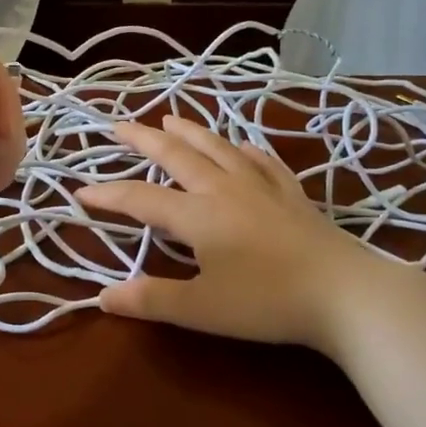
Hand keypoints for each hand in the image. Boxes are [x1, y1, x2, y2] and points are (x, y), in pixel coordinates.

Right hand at [77, 114, 409, 355]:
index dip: (107, 194)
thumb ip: (151, 299)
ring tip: (171, 118)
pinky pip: (261, 159)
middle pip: (177, 155)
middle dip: (144, 139)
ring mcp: (261, 186)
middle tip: (119, 125)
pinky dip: (243, 148)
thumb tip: (102, 297)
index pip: (140, 198)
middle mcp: (224, 188)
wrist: (345, 293)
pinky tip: (241, 146)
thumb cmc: (267, 302)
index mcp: (197, 214)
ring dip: (190, 131)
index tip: (80, 191)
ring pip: (218, 147)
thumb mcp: (201, 309)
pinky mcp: (291, 193)